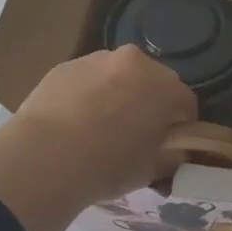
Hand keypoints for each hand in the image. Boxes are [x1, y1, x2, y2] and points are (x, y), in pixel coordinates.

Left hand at [10, 46, 197, 201]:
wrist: (45, 157)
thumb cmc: (108, 165)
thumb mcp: (151, 170)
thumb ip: (169, 155)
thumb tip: (172, 150)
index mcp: (164, 86)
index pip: (186, 103)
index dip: (181, 125)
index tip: (169, 144)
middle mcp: (134, 62)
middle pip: (152, 81)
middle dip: (149, 103)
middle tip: (136, 134)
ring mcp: (96, 59)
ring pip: (117, 76)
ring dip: (117, 94)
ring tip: (100, 127)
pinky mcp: (65, 66)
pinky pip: (87, 80)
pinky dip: (87, 94)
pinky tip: (74, 122)